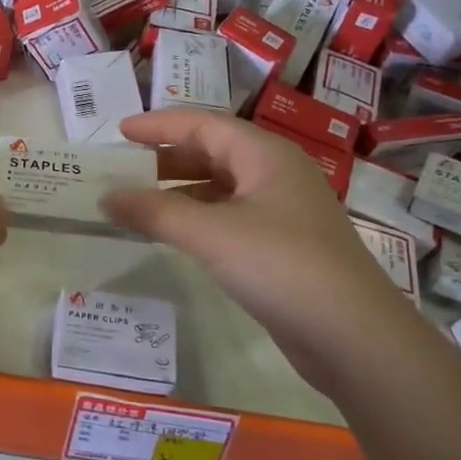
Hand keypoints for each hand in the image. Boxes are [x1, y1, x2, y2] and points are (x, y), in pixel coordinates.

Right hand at [102, 109, 425, 394]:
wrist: (353, 335)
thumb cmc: (281, 265)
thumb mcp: (212, 234)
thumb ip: (156, 212)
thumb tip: (106, 197)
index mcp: (265, 153)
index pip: (203, 124)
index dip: (158, 125)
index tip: (119, 132)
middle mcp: (276, 172)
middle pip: (213, 151)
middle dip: (167, 157)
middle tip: (124, 169)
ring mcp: (284, 209)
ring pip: (223, 186)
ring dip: (181, 190)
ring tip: (141, 202)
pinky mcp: (284, 244)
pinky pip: (232, 215)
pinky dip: (200, 217)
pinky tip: (177, 234)